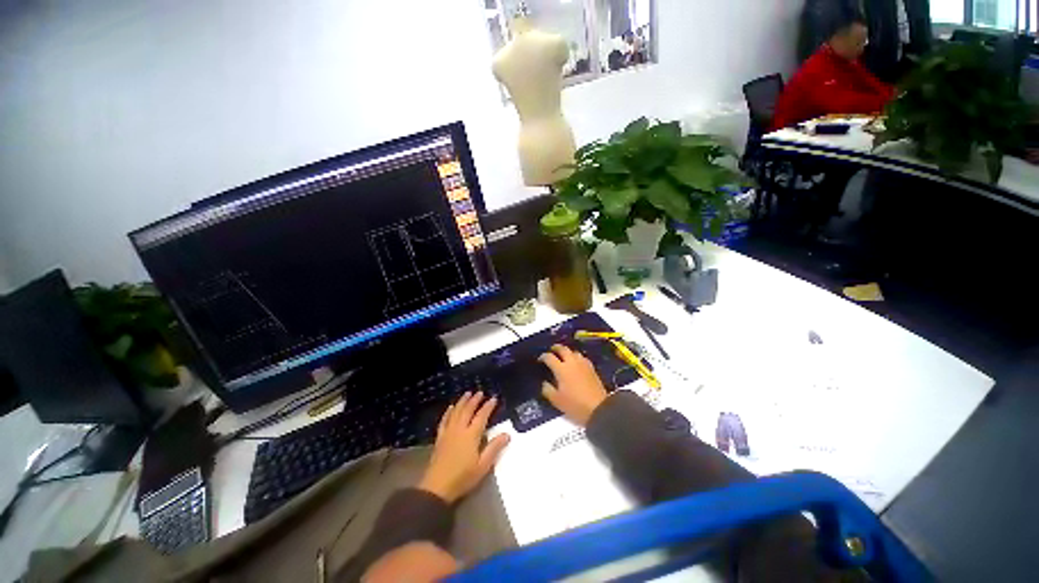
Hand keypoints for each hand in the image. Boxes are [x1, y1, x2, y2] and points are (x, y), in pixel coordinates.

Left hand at [418, 392, 509, 503]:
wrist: (437, 487)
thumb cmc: (463, 477)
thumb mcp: (483, 465)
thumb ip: (494, 448)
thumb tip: (507, 434)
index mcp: (471, 435)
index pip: (481, 416)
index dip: (488, 406)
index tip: (494, 398)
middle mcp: (460, 429)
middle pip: (468, 410)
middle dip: (475, 400)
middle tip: (480, 392)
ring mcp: (448, 432)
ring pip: (456, 412)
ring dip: (463, 401)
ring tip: (467, 393)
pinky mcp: (440, 438)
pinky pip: (445, 420)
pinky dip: (449, 412)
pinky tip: (451, 407)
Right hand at [539, 344, 608, 425]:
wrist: (598, 408)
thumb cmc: (575, 405)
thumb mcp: (556, 400)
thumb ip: (547, 389)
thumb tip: (544, 383)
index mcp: (561, 369)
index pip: (549, 357)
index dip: (543, 357)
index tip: (540, 360)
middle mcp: (572, 362)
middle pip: (563, 349)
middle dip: (555, 348)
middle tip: (551, 351)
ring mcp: (583, 364)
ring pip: (573, 352)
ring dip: (567, 352)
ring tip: (563, 356)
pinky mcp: (592, 368)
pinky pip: (582, 357)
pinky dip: (576, 357)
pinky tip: (576, 363)